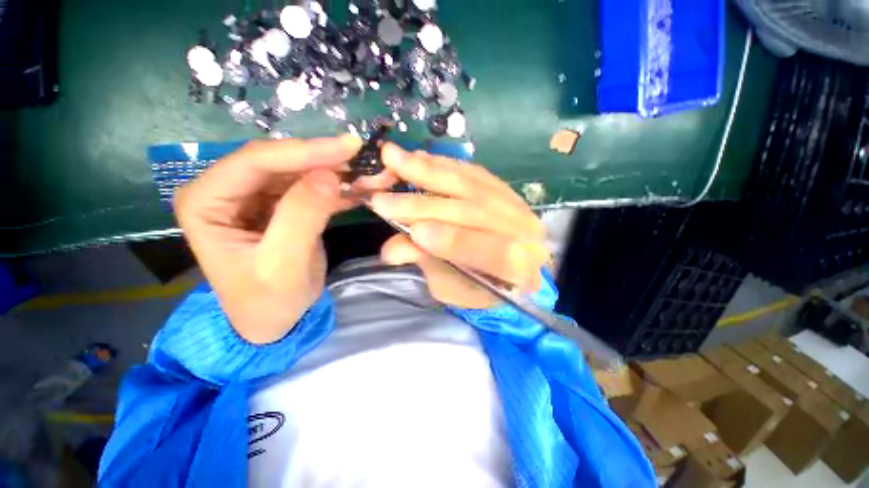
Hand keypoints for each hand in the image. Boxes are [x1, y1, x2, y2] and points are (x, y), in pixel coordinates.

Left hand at [174, 136, 361, 343]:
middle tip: (361, 155)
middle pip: (279, 162)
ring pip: (298, 171)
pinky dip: (336, 187)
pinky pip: (309, 187)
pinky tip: (359, 187)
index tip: (347, 147)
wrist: (274, 320)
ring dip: (334, 171)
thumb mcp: (284, 264)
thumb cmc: (268, 300)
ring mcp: (255, 197)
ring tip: (366, 171)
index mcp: (207, 202)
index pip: (255, 162)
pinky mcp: (280, 206)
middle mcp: (226, 191)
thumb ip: (302, 217)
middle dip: (322, 158)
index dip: (304, 151)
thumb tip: (329, 176)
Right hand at [370, 143, 550, 308]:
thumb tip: (390, 248)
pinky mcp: (504, 189)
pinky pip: (473, 172)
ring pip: (471, 185)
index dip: (452, 241)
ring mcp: (516, 206)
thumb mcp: (453, 287)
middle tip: (382, 197)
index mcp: (518, 270)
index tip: (415, 232)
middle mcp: (525, 233)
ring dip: (428, 172)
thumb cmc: (480, 286)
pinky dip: (444, 164)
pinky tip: (420, 157)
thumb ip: (428, 264)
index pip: (491, 252)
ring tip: (394, 159)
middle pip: (474, 213)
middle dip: (424, 205)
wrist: (512, 266)